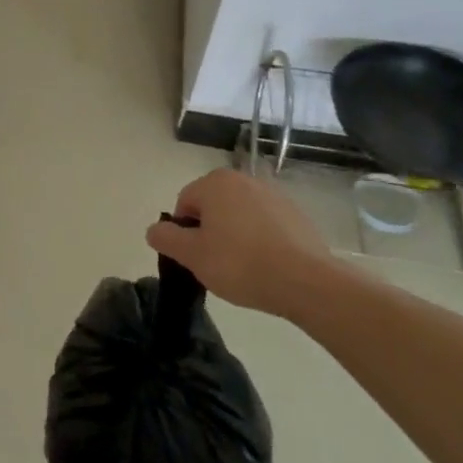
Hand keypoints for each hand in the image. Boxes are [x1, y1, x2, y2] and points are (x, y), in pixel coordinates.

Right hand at [145, 168, 341, 317]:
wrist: (307, 282)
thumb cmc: (240, 263)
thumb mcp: (191, 255)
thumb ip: (165, 238)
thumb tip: (155, 229)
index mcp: (215, 183)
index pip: (185, 204)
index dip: (184, 233)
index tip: (195, 257)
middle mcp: (244, 180)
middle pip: (213, 207)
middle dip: (210, 232)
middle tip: (215, 263)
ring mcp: (274, 195)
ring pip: (239, 216)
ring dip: (235, 236)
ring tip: (243, 268)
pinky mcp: (297, 215)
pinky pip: (266, 226)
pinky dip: (260, 241)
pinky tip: (267, 266)